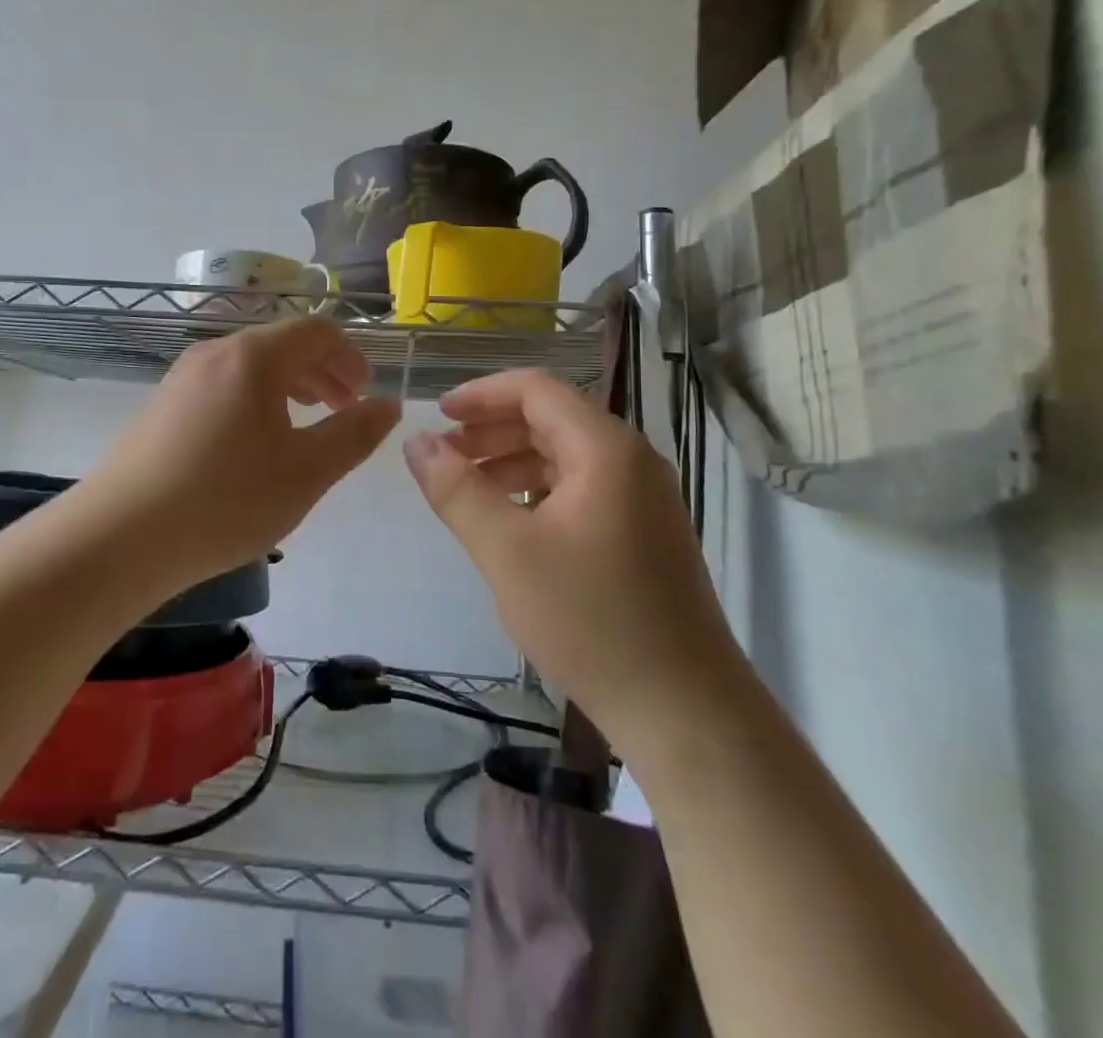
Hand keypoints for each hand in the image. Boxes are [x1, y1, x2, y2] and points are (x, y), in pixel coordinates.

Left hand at [85, 318, 400, 589]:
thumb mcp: (306, 472)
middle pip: (281, 344)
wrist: (120, 537)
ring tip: (304, 424)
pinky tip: (254, 445)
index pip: (315, 331)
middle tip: (344, 408)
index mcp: (253, 357)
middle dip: (322, 371)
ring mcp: (182, 378)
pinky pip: (222, 386)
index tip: (365, 392)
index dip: (349, 356)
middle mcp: (215, 353)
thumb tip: (389, 405)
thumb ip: (354, 435)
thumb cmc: (226, 500)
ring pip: (250, 366)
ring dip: (288, 386)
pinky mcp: (162, 406)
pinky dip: (254, 400)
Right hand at [402, 369, 736, 721]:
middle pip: (552, 418)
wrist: (686, 712)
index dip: (482, 393)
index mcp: (605, 449)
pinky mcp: (645, 533)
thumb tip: (417, 441)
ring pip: (566, 455)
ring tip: (468, 489)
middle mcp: (631, 461)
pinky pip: (582, 488)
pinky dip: (539, 490)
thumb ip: (456, 490)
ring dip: (512, 460)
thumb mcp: (506, 552)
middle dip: (492, 428)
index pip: (537, 389)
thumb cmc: (591, 621)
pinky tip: (512, 522)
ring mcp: (644, 499)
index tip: (438, 415)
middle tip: (445, 455)